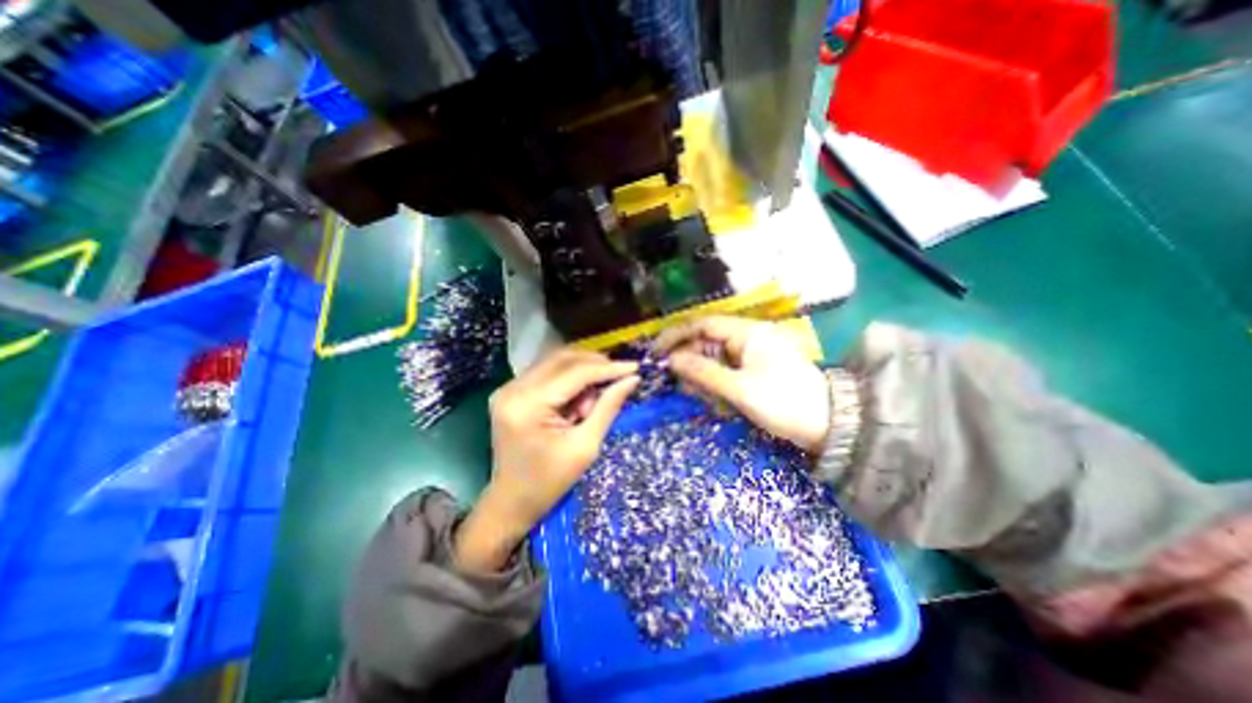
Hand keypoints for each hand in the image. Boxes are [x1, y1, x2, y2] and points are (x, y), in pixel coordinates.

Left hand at [456, 349, 640, 573]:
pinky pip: (547, 372)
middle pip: (563, 359)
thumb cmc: (550, 482)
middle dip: (595, 365)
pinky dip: (569, 379)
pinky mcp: (510, 391)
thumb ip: (608, 407)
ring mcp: (508, 388)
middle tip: (619, 378)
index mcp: (528, 405)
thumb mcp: (586, 447)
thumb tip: (632, 379)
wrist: (511, 502)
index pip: (575, 373)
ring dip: (582, 372)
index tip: (635, 367)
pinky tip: (578, 399)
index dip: (608, 368)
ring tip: (595, 399)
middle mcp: (512, 389)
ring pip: (556, 362)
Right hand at [657, 318, 829, 455]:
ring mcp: (751, 355)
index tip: (656, 351)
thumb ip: (704, 372)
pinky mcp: (753, 371)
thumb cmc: (784, 402)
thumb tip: (671, 360)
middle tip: (672, 380)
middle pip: (706, 341)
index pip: (703, 324)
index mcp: (747, 333)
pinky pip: (725, 370)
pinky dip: (714, 383)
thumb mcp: (740, 389)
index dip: (677, 334)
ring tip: (694, 394)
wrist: (829, 426)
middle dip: (688, 359)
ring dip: (700, 374)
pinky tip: (711, 398)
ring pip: (714, 357)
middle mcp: (747, 338)